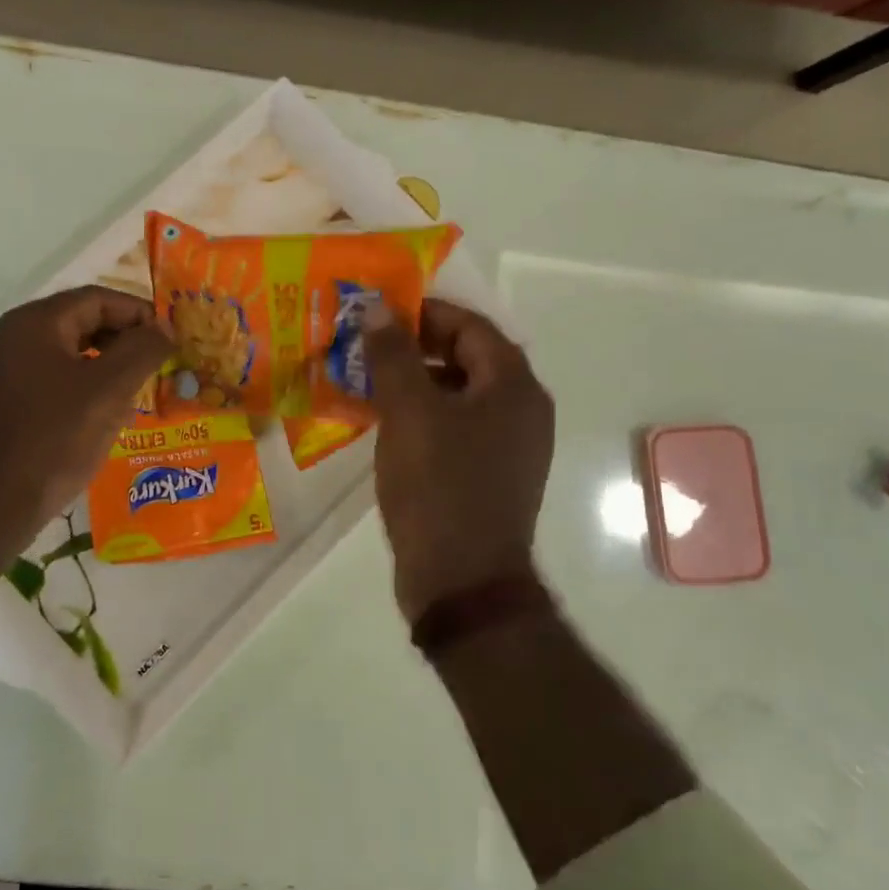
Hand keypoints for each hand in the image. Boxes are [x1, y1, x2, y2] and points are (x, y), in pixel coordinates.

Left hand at [0, 286, 171, 545]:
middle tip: (159, 365)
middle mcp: (14, 337)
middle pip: (82, 322)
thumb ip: (142, 350)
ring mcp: (5, 371)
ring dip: (108, 366)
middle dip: (125, 341)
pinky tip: (106, 415)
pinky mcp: (5, 402)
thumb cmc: (53, 439)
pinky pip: (54, 380)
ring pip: (70, 354)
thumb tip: (165, 327)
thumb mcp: (108, 391)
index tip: (171, 339)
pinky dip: (85, 388)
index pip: (98, 299)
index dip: (139, 313)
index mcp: (35, 323)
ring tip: (139, 391)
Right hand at [365, 299, 555, 621]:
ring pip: (458, 395)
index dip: (425, 313)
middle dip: (416, 347)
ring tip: (368, 381)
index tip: (379, 313)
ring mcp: (508, 448)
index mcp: (514, 387)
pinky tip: (385, 424)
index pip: (471, 327)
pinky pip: (455, 428)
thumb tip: (378, 308)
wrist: (462, 581)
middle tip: (367, 346)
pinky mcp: (488, 476)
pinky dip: (422, 416)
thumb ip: (393, 354)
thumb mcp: (409, 412)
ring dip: (415, 382)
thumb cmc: (438, 486)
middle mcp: (521, 411)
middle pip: (467, 359)